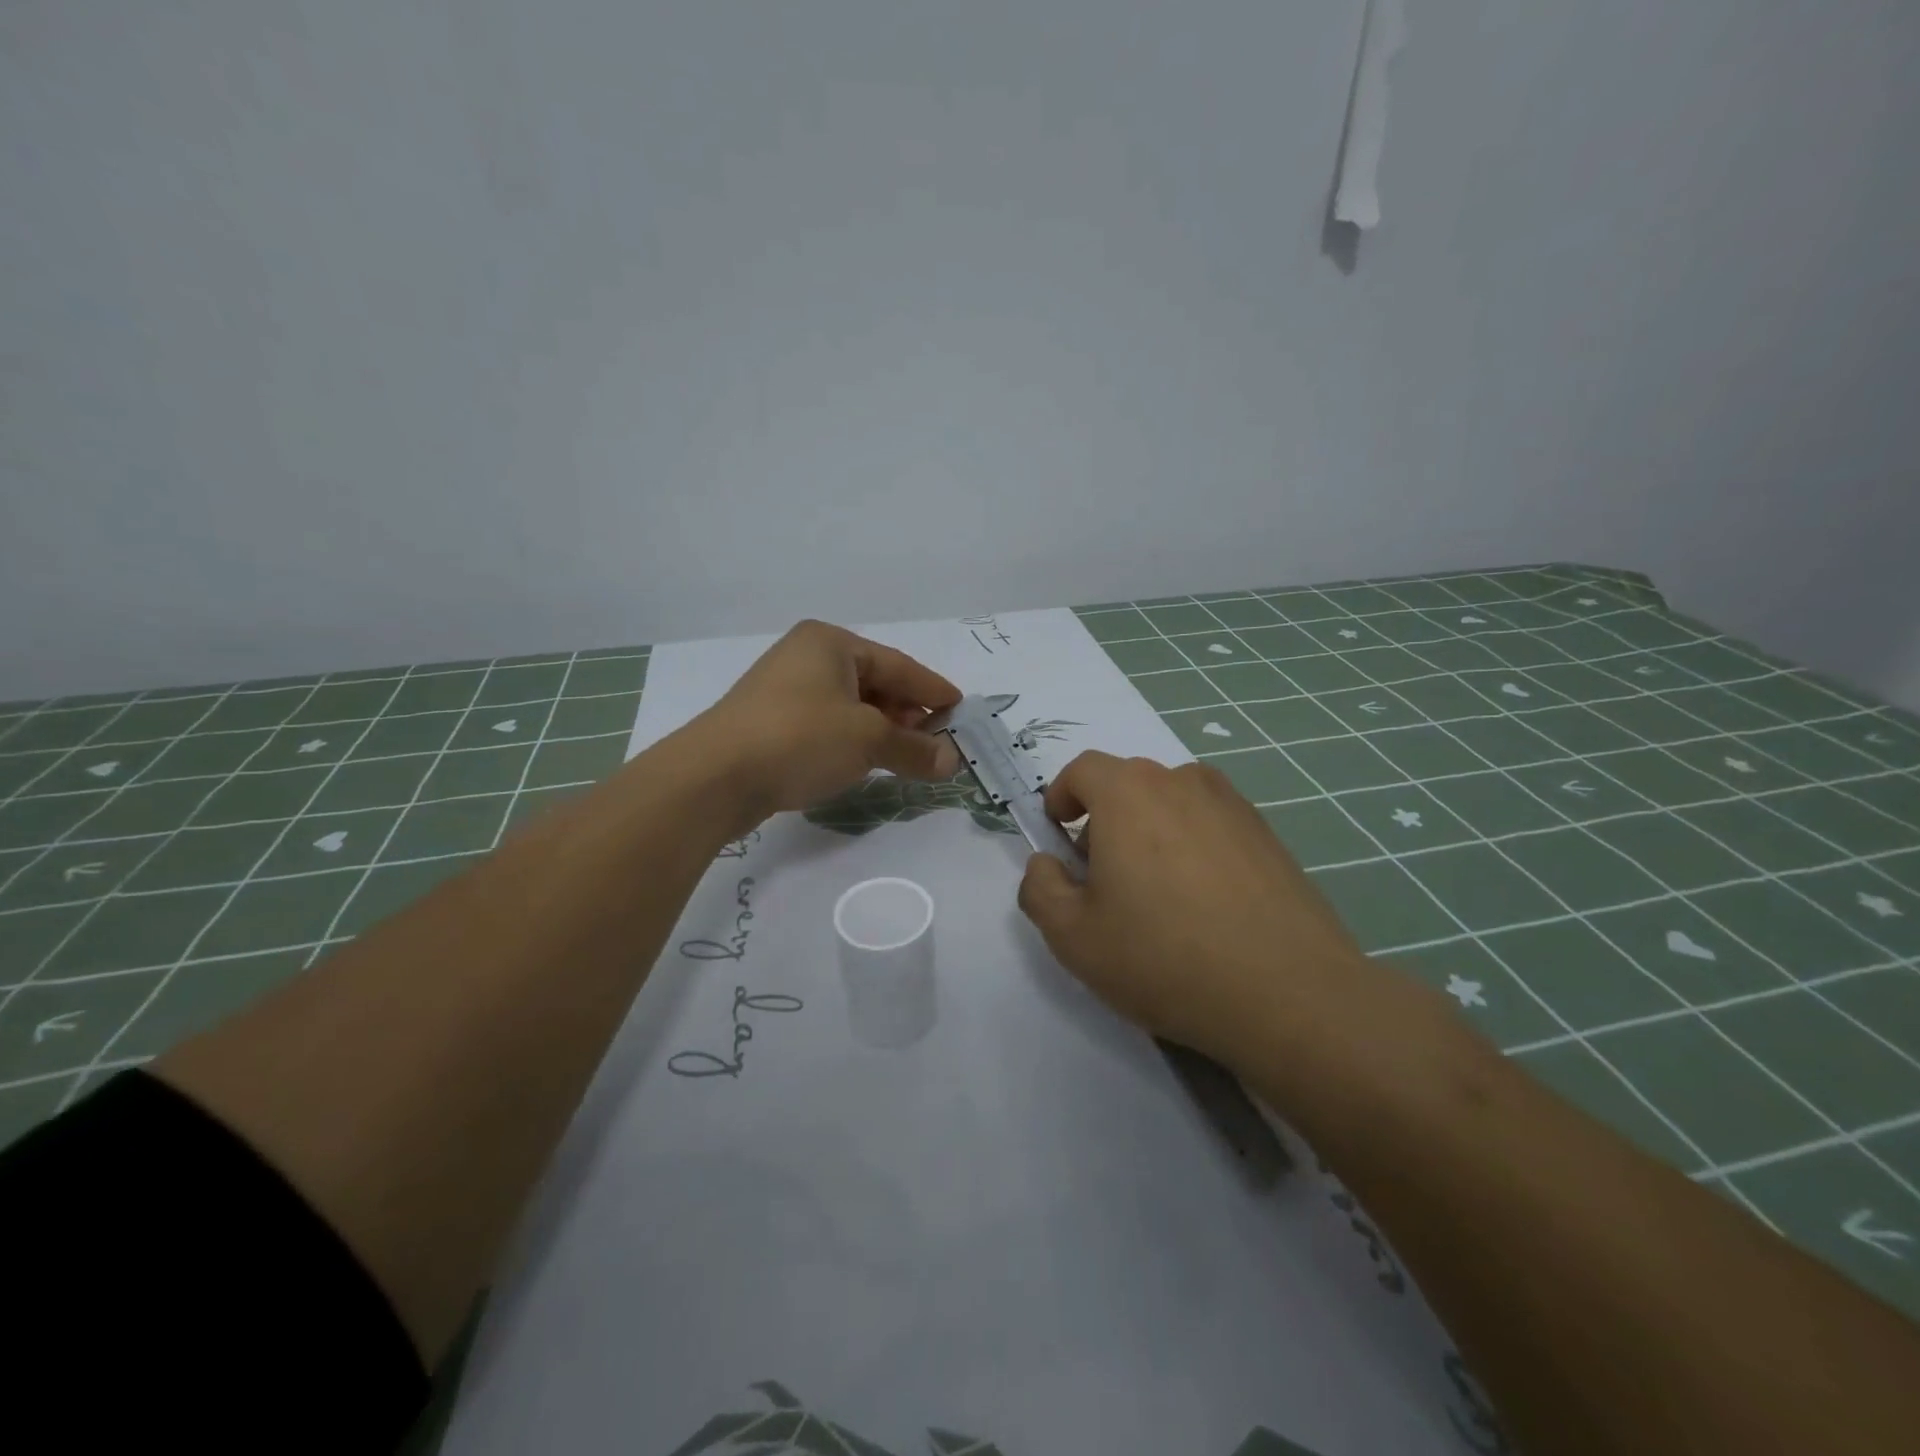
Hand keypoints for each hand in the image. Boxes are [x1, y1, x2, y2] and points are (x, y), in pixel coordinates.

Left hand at [696, 620, 962, 822]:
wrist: (714, 776)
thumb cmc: (800, 738)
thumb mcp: (867, 741)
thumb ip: (914, 749)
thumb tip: (952, 761)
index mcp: (831, 643)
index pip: (897, 665)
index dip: (932, 689)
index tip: (960, 709)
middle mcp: (807, 657)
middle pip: (873, 683)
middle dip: (906, 714)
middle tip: (934, 741)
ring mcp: (784, 689)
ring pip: (849, 707)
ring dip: (880, 731)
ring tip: (903, 756)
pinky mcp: (770, 722)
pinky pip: (826, 725)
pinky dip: (851, 741)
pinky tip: (863, 762)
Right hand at [1017, 751, 1385, 1070]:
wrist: (1289, 993)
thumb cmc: (1164, 957)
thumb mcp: (1073, 937)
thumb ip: (1040, 889)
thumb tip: (1046, 865)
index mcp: (1128, 793)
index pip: (1083, 769)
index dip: (1061, 796)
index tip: (1059, 835)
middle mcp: (1181, 782)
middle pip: (1128, 784)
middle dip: (1103, 819)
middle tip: (1103, 878)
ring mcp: (1232, 804)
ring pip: (1171, 803)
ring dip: (1150, 831)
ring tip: (1156, 893)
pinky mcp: (1267, 833)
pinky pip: (1210, 824)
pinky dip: (1192, 846)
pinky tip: (1204, 904)